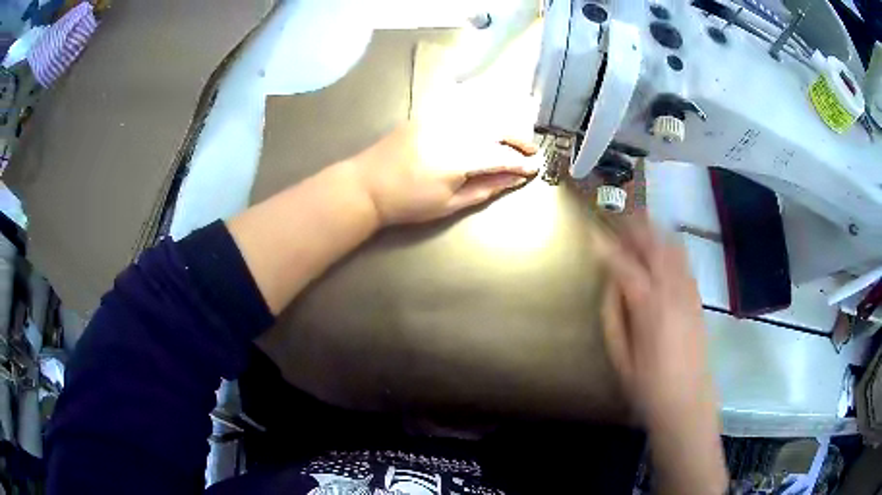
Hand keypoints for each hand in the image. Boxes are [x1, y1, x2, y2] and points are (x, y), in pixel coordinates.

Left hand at [348, 122, 539, 225]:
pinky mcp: (428, 114)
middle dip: (518, 139)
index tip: (534, 169)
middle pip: (496, 128)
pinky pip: (462, 107)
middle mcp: (452, 130)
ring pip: (482, 114)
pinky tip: (488, 123)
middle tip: (530, 152)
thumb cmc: (408, 203)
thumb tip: (514, 179)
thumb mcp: (449, 204)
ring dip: (503, 125)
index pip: (501, 156)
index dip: (520, 163)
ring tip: (513, 140)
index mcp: (458, 158)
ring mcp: (438, 118)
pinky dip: (481, 114)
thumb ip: (485, 188)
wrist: (367, 185)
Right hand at [602, 216, 714, 423]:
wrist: (688, 403)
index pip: (625, 265)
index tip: (591, 231)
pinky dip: (670, 248)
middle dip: (635, 226)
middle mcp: (673, 292)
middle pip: (655, 246)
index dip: (607, 246)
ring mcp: (689, 293)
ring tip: (638, 225)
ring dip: (655, 232)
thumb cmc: (648, 387)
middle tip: (617, 214)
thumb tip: (611, 283)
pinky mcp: (697, 300)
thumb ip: (613, 315)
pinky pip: (683, 263)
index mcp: (650, 307)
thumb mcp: (620, 356)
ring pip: (673, 249)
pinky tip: (660, 252)